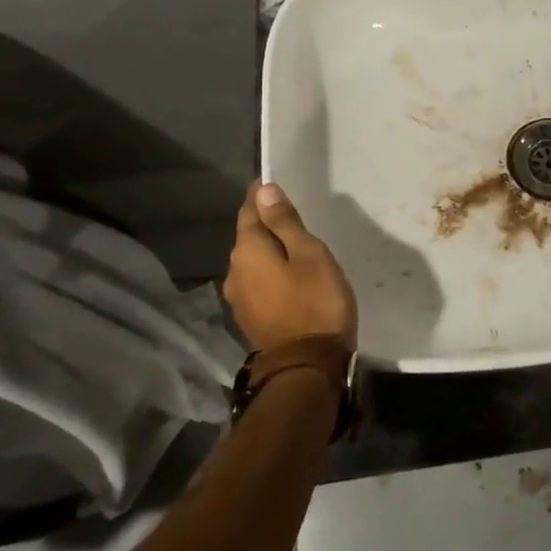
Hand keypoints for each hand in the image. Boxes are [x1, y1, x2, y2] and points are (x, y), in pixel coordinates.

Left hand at [225, 182, 357, 353]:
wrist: (307, 368)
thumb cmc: (315, 302)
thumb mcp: (308, 253)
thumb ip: (284, 222)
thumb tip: (264, 190)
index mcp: (248, 251)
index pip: (249, 210)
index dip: (261, 195)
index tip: (276, 182)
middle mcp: (235, 271)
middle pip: (248, 236)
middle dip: (266, 221)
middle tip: (292, 212)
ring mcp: (240, 298)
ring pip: (253, 260)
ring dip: (270, 249)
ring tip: (295, 243)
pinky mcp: (251, 318)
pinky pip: (259, 281)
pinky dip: (271, 271)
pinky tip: (289, 274)